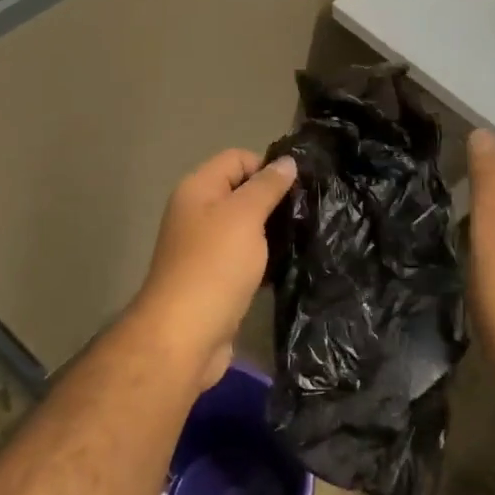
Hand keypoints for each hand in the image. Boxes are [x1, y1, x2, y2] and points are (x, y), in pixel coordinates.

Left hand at [128, 149, 297, 389]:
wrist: (185, 336)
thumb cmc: (214, 266)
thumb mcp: (244, 216)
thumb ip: (266, 186)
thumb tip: (287, 161)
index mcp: (198, 190)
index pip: (237, 159)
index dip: (268, 167)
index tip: (300, 187)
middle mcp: (198, 214)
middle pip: (242, 192)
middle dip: (274, 200)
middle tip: (310, 213)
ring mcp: (205, 248)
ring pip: (246, 228)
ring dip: (272, 232)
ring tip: (306, 237)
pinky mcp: (216, 279)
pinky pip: (246, 258)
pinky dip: (265, 259)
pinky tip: (290, 265)